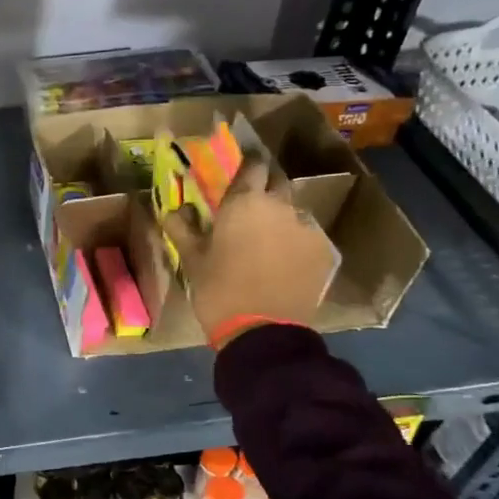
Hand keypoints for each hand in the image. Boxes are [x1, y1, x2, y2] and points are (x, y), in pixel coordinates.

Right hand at [162, 163, 335, 346]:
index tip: (238, 176)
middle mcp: (280, 206)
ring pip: (294, 212)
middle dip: (265, 190)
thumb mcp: (192, 260)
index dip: (246, 168)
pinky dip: (297, 243)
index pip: (252, 166)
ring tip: (268, 242)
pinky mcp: (325, 252)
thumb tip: (173, 210)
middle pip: (277, 184)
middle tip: (250, 210)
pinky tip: (286, 263)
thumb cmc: (219, 291)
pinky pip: (308, 237)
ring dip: (282, 219)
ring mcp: (308, 228)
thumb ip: (182, 229)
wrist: (264, 332)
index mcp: (244, 202)